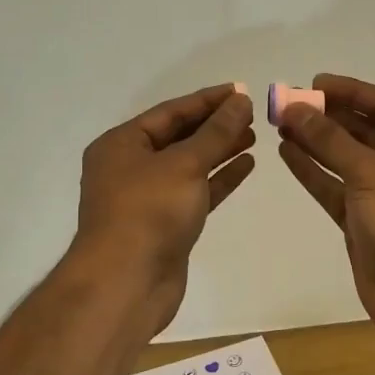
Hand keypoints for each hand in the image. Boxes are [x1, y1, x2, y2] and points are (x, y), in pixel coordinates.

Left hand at [75, 85, 255, 308]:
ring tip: (254, 136)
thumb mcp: (184, 163)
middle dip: (215, 125)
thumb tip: (240, 101)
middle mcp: (129, 167)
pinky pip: (195, 192)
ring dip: (220, 150)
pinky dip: (219, 179)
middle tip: (251, 114)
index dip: (206, 100)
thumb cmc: (149, 211)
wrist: (126, 283)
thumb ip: (216, 132)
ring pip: (189, 165)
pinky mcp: (165, 225)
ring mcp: (147, 198)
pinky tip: (246, 165)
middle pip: (178, 137)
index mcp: (120, 144)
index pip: (169, 112)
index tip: (240, 91)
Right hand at [276, 74, 374, 329]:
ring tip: (282, 123)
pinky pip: (336, 187)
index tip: (315, 83)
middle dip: (329, 116)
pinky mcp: (364, 221)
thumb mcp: (370, 172)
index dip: (353, 92)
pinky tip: (287, 153)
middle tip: (290, 102)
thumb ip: (330, 139)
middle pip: (366, 131)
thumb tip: (295, 108)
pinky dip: (314, 171)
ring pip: (347, 159)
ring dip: (317, 142)